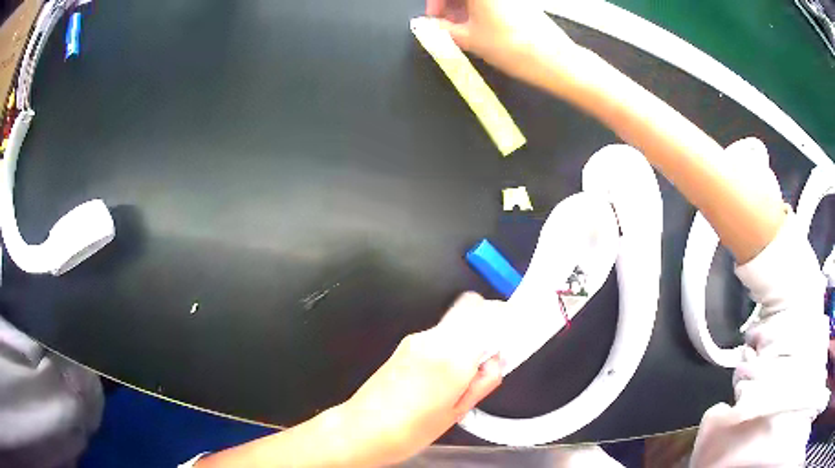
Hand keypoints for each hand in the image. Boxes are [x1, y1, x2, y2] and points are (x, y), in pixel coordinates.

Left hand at [342, 293, 503, 464]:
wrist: (362, 429)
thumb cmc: (409, 430)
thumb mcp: (458, 413)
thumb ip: (484, 380)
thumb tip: (496, 360)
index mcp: (451, 357)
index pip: (488, 314)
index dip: (505, 317)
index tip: (513, 331)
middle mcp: (433, 339)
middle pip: (471, 308)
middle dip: (489, 322)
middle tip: (493, 352)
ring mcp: (416, 339)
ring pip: (456, 319)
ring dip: (470, 334)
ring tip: (467, 370)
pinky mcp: (405, 344)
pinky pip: (440, 332)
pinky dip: (453, 342)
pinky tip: (447, 371)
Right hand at [425, 0, 576, 77]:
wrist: (554, 60)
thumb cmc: (511, 46)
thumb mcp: (469, 39)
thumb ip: (441, 30)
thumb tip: (427, 26)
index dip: (435, 3)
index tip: (431, 18)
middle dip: (448, 5)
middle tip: (443, 25)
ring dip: (462, 8)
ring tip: (459, 30)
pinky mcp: (519, 2)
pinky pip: (492, 2)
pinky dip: (479, 10)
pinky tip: (477, 28)